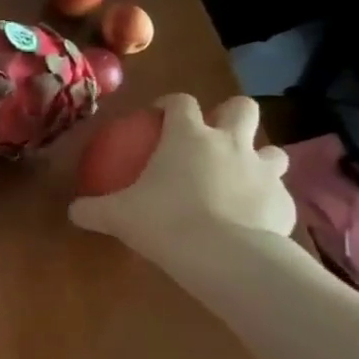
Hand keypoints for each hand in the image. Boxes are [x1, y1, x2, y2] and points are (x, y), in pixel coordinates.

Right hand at [69, 94, 293, 263]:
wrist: (226, 256)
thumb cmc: (165, 221)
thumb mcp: (117, 216)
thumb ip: (93, 210)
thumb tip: (73, 211)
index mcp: (188, 136)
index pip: (181, 102)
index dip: (170, 104)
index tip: (158, 117)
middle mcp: (230, 144)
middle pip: (242, 108)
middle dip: (231, 114)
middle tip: (213, 135)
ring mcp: (264, 171)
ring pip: (272, 150)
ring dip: (257, 157)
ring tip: (239, 177)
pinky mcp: (285, 202)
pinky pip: (279, 193)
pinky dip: (266, 200)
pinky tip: (251, 219)